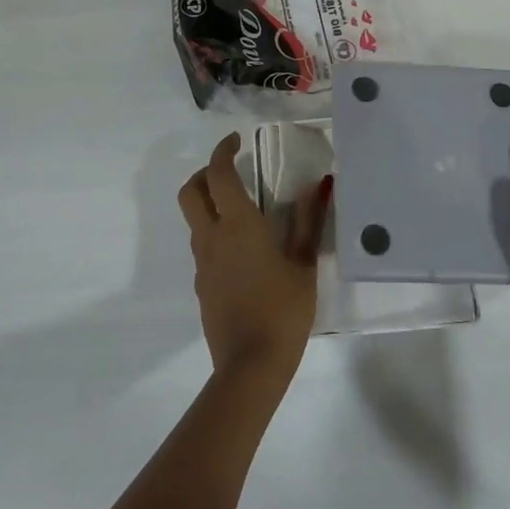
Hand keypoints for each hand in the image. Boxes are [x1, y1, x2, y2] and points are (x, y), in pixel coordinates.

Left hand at [178, 133, 329, 379]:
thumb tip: (319, 185)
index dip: (223, 152)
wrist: (251, 367)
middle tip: (229, 171)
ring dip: (208, 203)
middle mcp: (212, 237)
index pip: (219, 174)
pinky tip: (242, 251)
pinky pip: (202, 247)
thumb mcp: (304, 264)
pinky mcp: (202, 285)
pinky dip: (214, 233)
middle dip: (204, 173)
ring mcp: (202, 263)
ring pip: (194, 219)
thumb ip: (309, 222)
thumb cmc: (283, 309)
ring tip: (240, 210)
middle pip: (191, 192)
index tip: (236, 142)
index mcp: (238, 224)